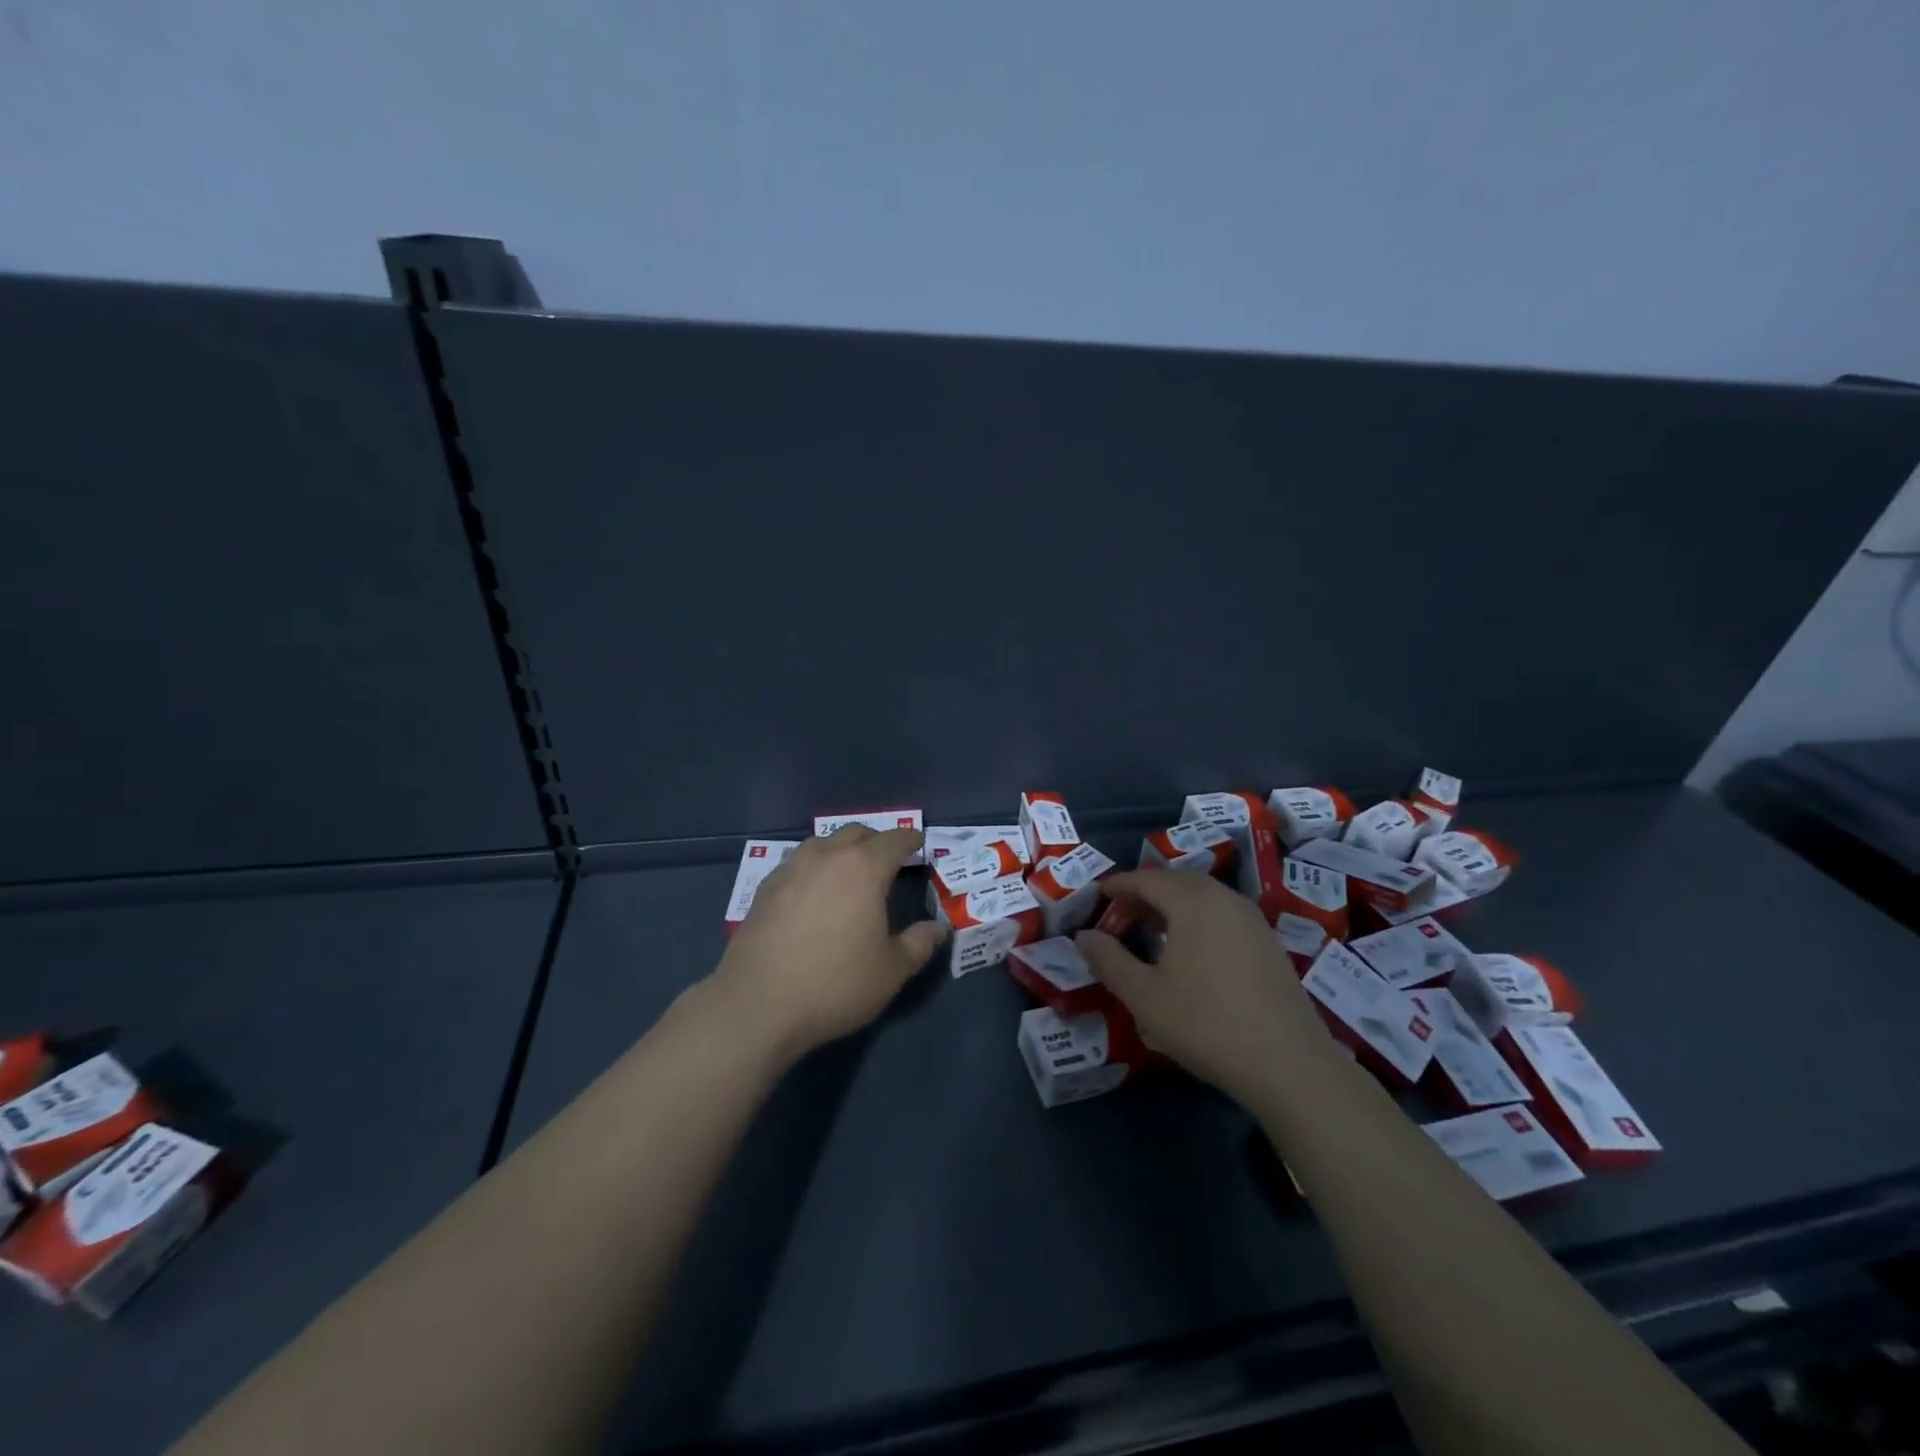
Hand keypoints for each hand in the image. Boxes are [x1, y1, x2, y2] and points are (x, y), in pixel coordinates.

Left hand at [711, 826, 945, 1058]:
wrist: (758, 1004)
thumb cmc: (835, 984)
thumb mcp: (890, 971)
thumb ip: (918, 945)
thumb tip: (937, 929)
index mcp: (864, 868)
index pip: (895, 840)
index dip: (911, 840)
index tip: (919, 844)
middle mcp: (827, 857)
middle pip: (856, 833)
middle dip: (875, 842)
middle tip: (887, 861)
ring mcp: (791, 869)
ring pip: (823, 844)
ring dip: (841, 851)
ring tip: (849, 874)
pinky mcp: (765, 888)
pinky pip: (797, 864)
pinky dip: (814, 869)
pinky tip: (813, 894)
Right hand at [1076, 869, 1326, 1105]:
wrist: (1289, 1064)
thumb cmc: (1206, 1023)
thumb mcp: (1143, 996)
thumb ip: (1108, 960)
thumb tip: (1084, 935)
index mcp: (1192, 900)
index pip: (1146, 879)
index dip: (1117, 885)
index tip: (1096, 897)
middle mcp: (1224, 898)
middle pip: (1176, 882)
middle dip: (1144, 893)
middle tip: (1120, 915)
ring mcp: (1252, 919)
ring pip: (1202, 898)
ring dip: (1172, 906)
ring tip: (1151, 932)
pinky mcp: (1269, 943)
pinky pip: (1222, 915)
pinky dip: (1197, 920)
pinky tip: (1190, 953)